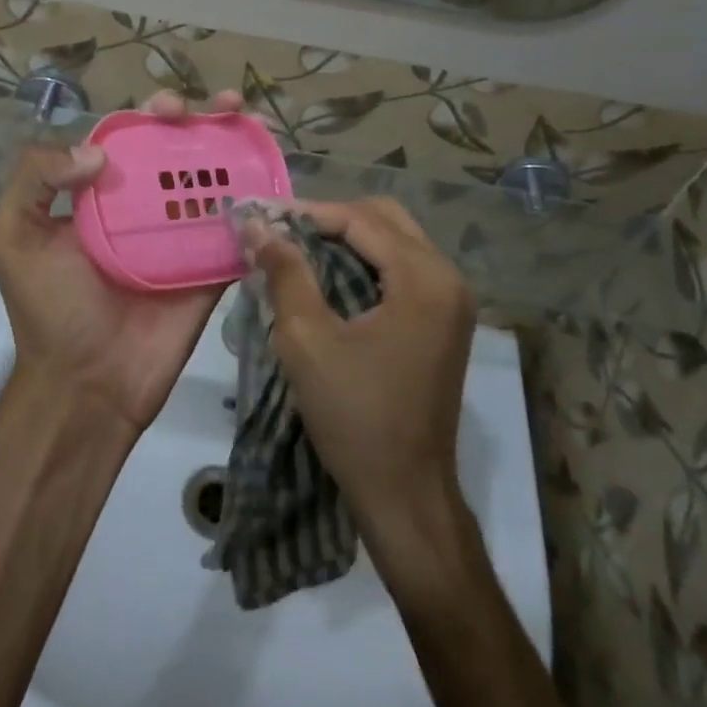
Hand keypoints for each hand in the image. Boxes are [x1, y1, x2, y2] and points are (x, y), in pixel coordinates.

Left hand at [0, 89, 245, 436]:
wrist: (87, 386)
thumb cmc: (49, 309)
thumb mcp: (12, 236)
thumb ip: (34, 179)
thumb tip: (97, 151)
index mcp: (100, 196)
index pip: (131, 139)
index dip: (151, 115)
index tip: (169, 107)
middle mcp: (143, 209)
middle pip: (178, 151)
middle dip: (201, 121)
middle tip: (222, 106)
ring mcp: (181, 238)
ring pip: (212, 182)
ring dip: (236, 149)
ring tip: (256, 123)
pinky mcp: (210, 269)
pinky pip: (237, 231)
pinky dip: (257, 204)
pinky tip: (273, 180)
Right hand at [239, 198, 476, 528]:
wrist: (405, 494)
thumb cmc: (355, 416)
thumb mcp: (307, 339)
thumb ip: (284, 272)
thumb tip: (256, 224)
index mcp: (424, 279)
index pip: (361, 220)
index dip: (309, 212)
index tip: (264, 217)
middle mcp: (447, 279)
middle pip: (385, 220)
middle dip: (331, 220)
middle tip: (283, 232)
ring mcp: (451, 302)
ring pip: (395, 242)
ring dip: (347, 240)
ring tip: (297, 250)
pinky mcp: (443, 322)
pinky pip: (402, 270)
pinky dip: (364, 263)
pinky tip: (328, 277)